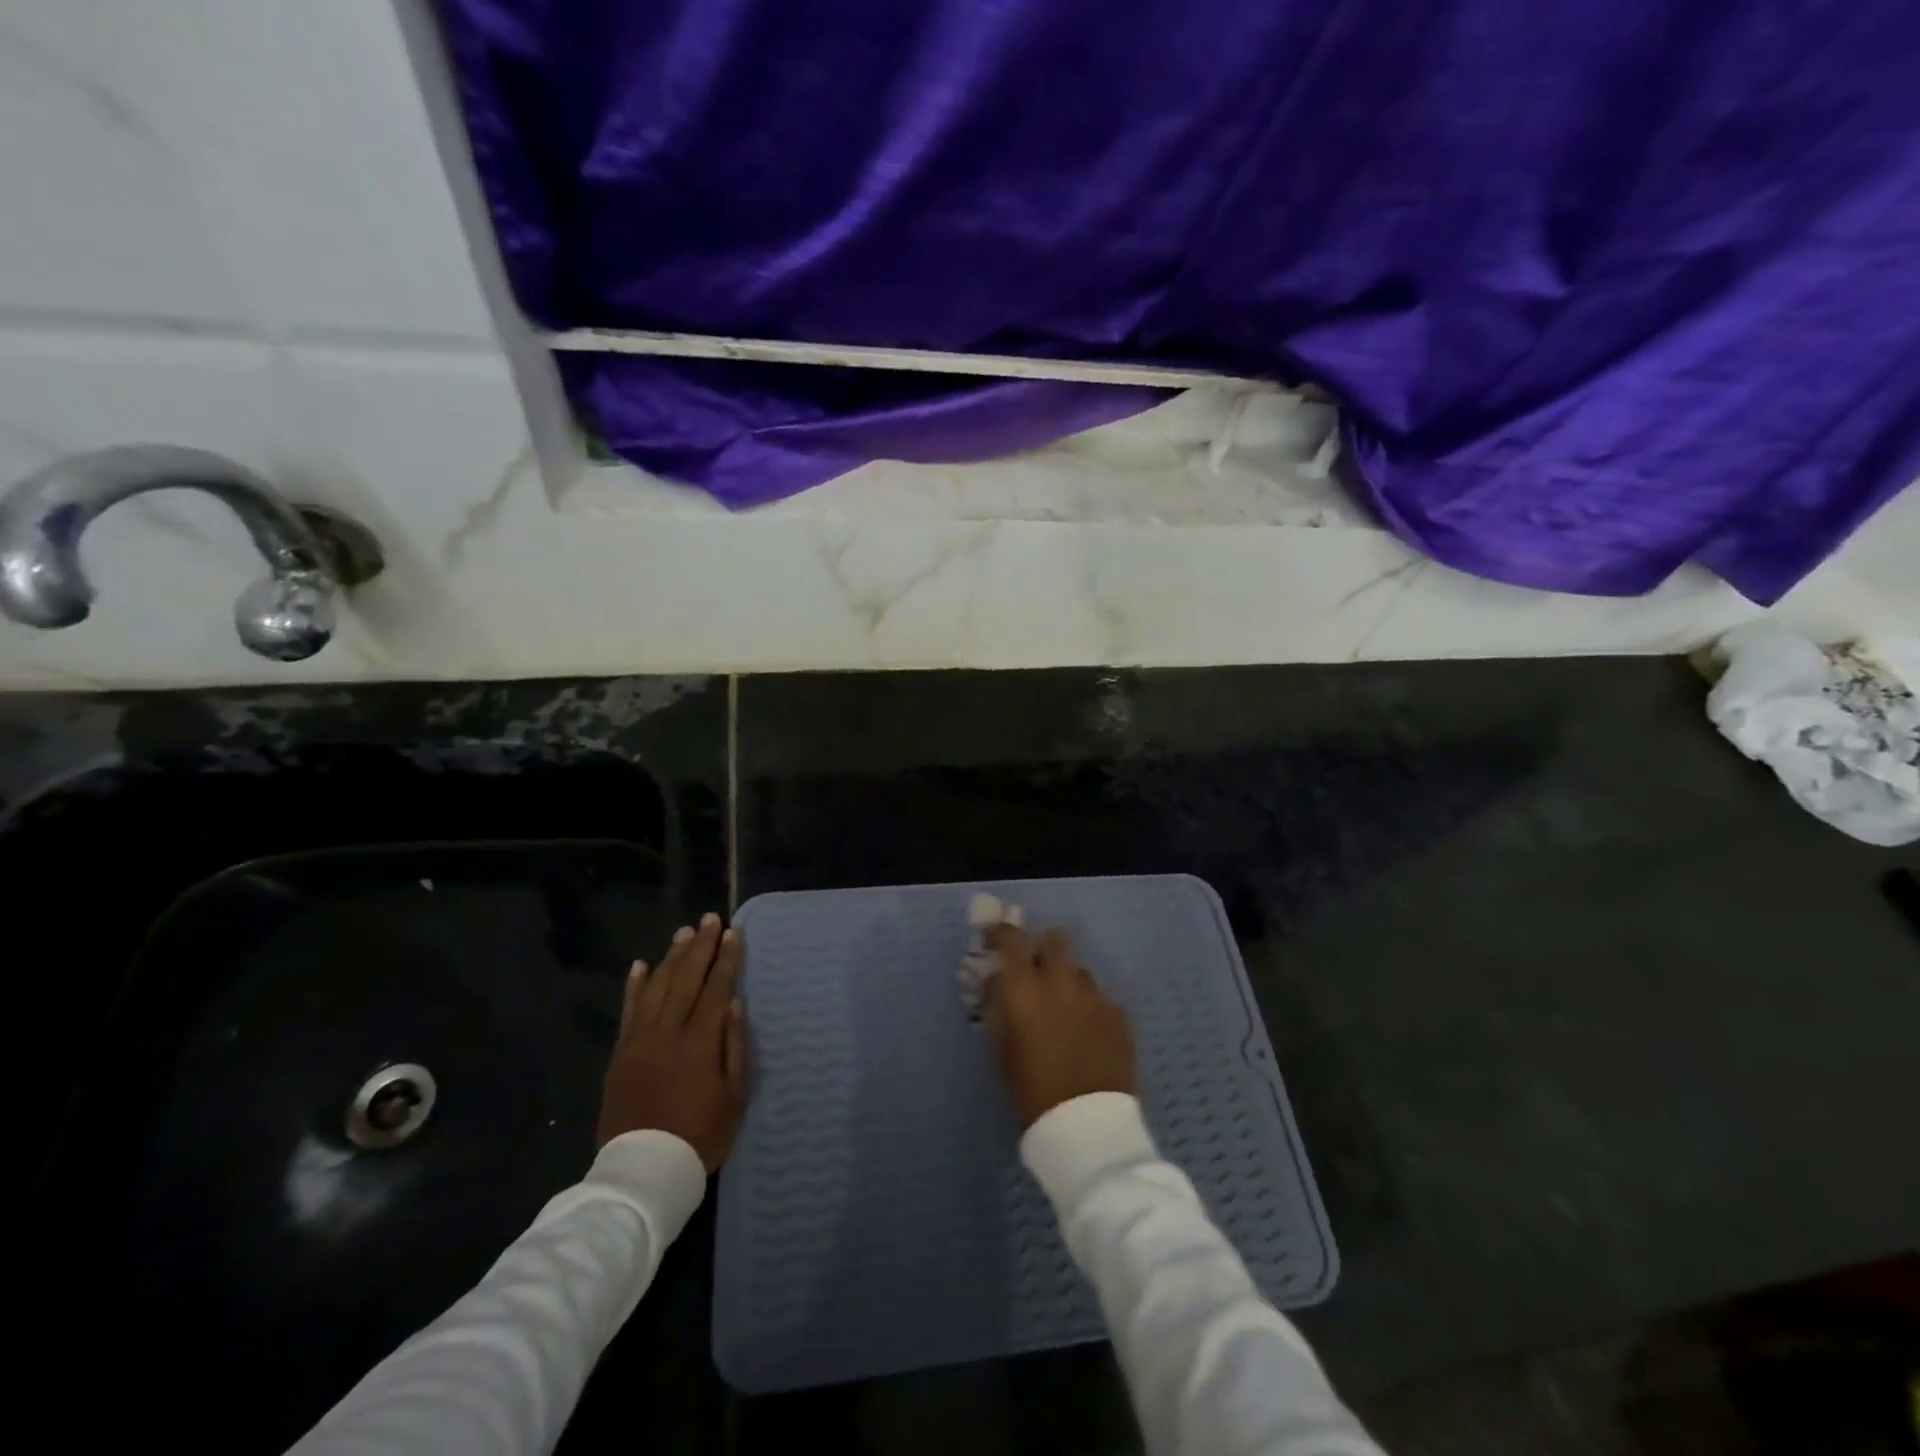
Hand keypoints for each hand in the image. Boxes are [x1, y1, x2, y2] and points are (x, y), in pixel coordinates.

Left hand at [597, 913, 747, 1169]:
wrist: (643, 1171)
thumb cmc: (700, 1135)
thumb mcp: (734, 1096)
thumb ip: (735, 1046)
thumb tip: (735, 1003)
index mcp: (700, 1041)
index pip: (716, 988)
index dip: (726, 959)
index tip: (733, 933)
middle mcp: (668, 1032)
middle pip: (687, 979)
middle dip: (701, 947)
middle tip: (710, 919)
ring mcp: (640, 1041)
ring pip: (658, 987)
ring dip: (672, 957)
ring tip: (684, 933)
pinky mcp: (620, 1054)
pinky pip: (628, 1011)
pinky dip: (635, 986)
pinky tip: (641, 965)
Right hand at [981, 923, 1134, 1128]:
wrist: (1087, 1126)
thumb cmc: (1032, 1090)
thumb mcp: (1001, 1050)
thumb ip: (998, 1007)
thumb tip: (997, 981)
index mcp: (1026, 988)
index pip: (1011, 939)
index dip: (1001, 932)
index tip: (994, 936)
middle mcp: (1061, 981)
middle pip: (1055, 940)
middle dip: (1042, 949)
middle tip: (1034, 971)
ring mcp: (1095, 996)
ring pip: (1079, 970)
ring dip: (1066, 980)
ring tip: (1062, 1008)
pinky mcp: (1119, 1015)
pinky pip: (1099, 997)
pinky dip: (1088, 1006)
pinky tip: (1085, 1032)